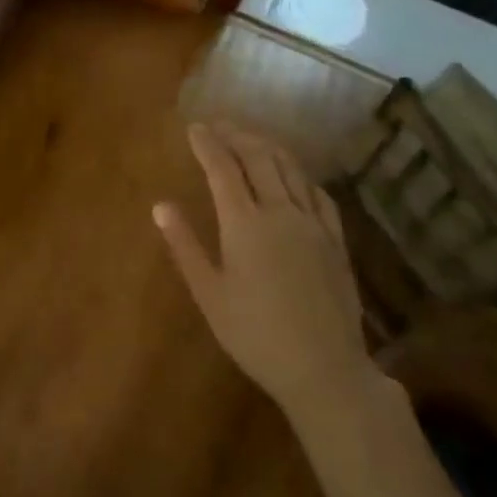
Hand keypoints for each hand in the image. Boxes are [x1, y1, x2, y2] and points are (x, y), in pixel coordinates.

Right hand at [154, 122, 374, 418]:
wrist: (325, 370)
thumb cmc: (256, 335)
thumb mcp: (210, 294)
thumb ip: (185, 246)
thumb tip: (161, 206)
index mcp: (244, 224)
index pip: (222, 168)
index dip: (207, 144)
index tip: (194, 127)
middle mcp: (280, 212)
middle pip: (258, 158)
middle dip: (236, 136)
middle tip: (219, 125)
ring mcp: (312, 224)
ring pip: (290, 169)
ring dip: (267, 147)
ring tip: (250, 139)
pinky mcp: (335, 240)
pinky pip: (317, 193)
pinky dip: (299, 174)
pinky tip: (293, 175)